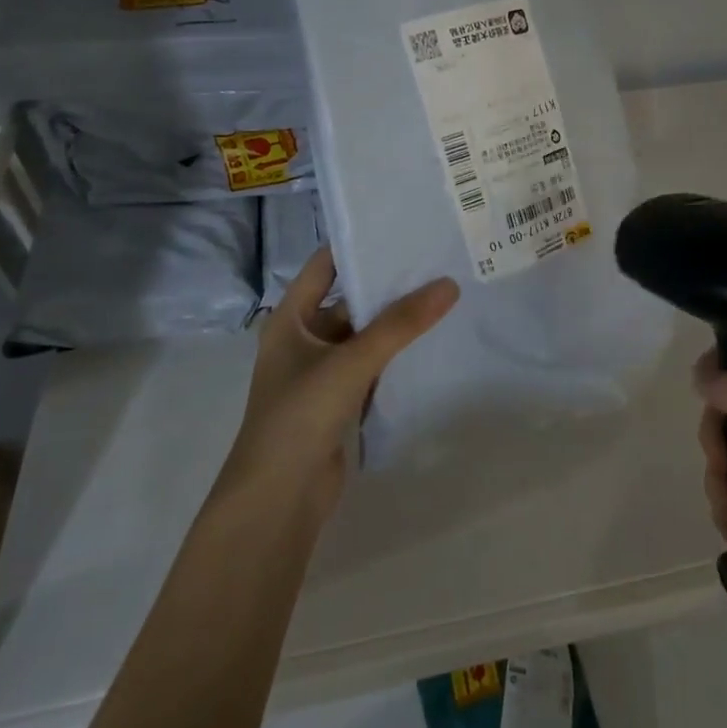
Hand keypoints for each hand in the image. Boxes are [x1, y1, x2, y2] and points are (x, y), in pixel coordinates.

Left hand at [219, 248, 458, 517]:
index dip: (358, 245)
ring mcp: (322, 372)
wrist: (278, 499)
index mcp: (290, 319)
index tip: (403, 227)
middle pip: (350, 301)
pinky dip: (397, 357)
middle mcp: (304, 339)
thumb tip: (448, 284)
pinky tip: (434, 343)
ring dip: (397, 324)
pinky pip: (373, 368)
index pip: (325, 265)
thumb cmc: (300, 416)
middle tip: (438, 262)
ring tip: (446, 295)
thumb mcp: (350, 362)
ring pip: (366, 337)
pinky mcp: (340, 402)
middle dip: (389, 286)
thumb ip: (400, 324)